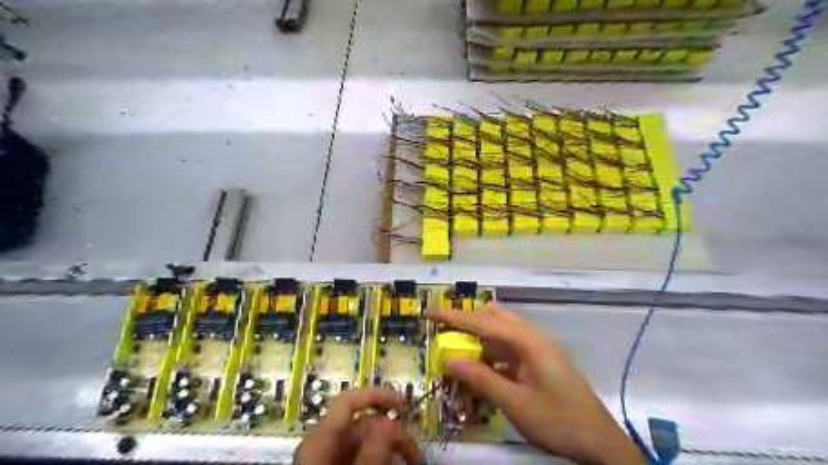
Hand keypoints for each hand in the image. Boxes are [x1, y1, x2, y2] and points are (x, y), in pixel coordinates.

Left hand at [292, 388, 420, 464]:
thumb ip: (372, 455)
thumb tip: (391, 422)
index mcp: (321, 441)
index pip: (349, 401)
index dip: (377, 395)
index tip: (405, 404)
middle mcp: (324, 446)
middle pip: (364, 424)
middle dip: (394, 435)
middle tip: (417, 458)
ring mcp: (329, 459)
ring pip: (367, 442)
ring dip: (391, 450)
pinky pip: (362, 458)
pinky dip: (381, 460)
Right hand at [427, 303, 646, 464]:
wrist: (599, 442)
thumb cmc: (557, 420)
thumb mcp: (515, 403)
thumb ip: (481, 378)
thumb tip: (450, 359)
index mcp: (528, 342)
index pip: (483, 322)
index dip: (454, 316)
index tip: (429, 312)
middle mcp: (533, 338)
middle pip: (494, 319)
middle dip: (467, 321)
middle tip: (442, 325)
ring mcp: (538, 350)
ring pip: (502, 333)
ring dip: (479, 337)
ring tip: (457, 341)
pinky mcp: (539, 362)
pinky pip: (509, 350)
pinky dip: (491, 353)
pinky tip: (481, 363)